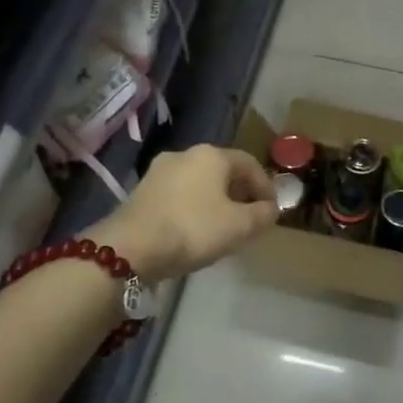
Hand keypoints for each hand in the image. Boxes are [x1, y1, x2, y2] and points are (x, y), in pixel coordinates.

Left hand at [97, 145, 278, 281]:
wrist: (130, 248)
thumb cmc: (193, 229)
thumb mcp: (239, 226)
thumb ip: (262, 215)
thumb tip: (271, 209)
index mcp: (212, 155)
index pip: (250, 164)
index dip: (266, 187)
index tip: (272, 210)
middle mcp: (185, 154)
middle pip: (223, 170)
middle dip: (240, 193)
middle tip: (251, 218)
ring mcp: (159, 171)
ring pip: (200, 182)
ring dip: (217, 200)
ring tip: (225, 226)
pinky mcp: (142, 191)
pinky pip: (180, 193)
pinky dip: (194, 206)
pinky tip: (196, 229)